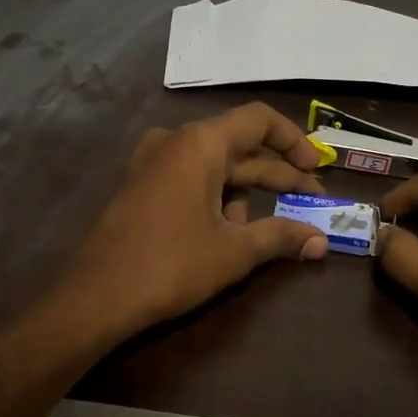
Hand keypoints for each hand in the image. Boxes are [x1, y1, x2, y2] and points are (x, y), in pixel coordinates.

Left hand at [58, 103, 330, 342]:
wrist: (96, 297)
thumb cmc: (171, 265)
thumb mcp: (234, 252)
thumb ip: (282, 237)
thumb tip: (321, 242)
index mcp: (200, 144)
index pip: (259, 120)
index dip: (294, 141)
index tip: (317, 169)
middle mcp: (175, 142)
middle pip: (241, 146)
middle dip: (278, 175)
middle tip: (312, 201)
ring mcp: (152, 163)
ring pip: (216, 167)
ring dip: (247, 193)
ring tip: (266, 229)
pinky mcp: (141, 187)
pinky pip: (190, 180)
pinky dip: (217, 198)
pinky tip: (227, 233)